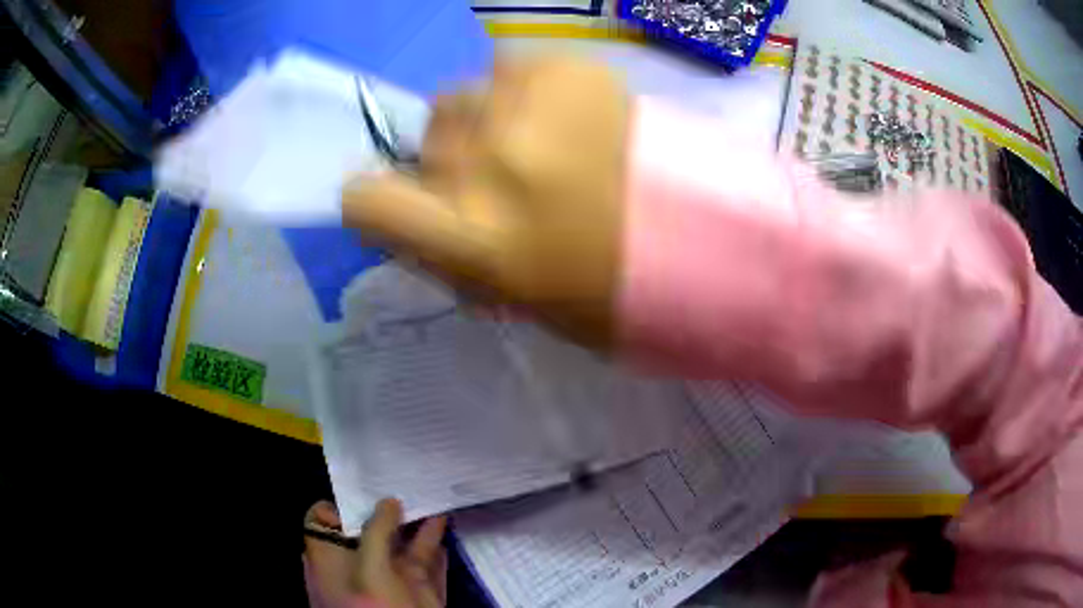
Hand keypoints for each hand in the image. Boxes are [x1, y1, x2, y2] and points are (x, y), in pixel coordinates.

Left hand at [303, 499, 447, 607]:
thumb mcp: (369, 571)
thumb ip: (375, 533)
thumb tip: (389, 501)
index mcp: (330, 563)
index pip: (323, 523)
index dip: (342, 504)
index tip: (365, 486)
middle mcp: (358, 569)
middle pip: (367, 530)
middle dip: (385, 506)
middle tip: (403, 476)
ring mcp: (391, 582)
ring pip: (400, 545)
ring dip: (416, 521)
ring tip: (430, 490)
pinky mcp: (420, 592)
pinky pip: (427, 562)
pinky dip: (435, 542)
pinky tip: (445, 520)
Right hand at [343, 56, 629, 346]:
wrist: (704, 243)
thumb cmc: (604, 288)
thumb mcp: (506, 294)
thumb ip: (445, 249)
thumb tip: (413, 209)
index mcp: (474, 243)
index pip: (366, 202)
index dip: (375, 200)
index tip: (400, 202)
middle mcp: (490, 168)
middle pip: (426, 139)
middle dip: (453, 160)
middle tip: (507, 183)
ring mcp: (529, 108)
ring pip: (463, 97)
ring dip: (487, 121)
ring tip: (544, 143)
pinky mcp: (569, 68)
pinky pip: (512, 66)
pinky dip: (527, 91)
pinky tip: (569, 117)